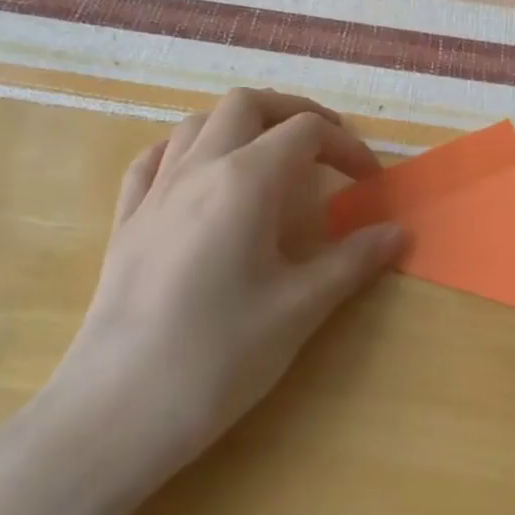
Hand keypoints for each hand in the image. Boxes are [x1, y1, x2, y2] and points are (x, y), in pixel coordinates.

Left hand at [26, 90, 402, 486]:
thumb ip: (352, 261)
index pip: (306, 132)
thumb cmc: (219, 356)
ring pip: (198, 122)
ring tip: (268, 156)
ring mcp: (155, 191)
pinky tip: (199, 175)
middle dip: (292, 112)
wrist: (116, 409)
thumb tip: (398, 233)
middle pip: (247, 104)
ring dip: (241, 124)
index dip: (346, 146)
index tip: (369, 180)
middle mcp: (198, 168)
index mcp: (245, 180)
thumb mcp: (299, 308)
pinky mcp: (126, 220)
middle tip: (324, 145)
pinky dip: (186, 149)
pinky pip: (154, 159)